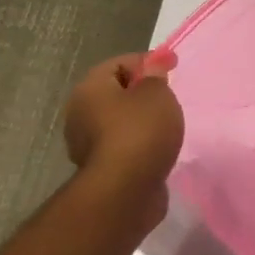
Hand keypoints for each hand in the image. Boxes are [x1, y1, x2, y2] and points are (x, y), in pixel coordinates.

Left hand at [63, 50, 183, 215]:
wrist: (125, 192)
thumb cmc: (140, 132)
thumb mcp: (157, 93)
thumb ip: (156, 75)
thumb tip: (153, 63)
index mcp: (90, 88)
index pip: (119, 63)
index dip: (147, 61)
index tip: (173, 67)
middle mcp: (80, 113)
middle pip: (116, 92)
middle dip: (142, 92)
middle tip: (169, 95)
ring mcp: (87, 144)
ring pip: (119, 121)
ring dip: (141, 120)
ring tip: (167, 123)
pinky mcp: (100, 168)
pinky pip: (123, 145)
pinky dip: (139, 143)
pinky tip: (157, 147)